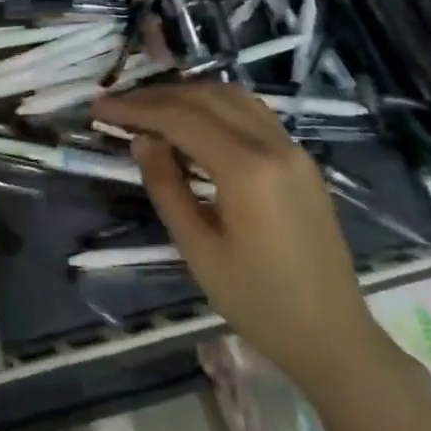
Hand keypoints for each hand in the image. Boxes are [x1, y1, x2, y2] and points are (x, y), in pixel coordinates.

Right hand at [92, 83, 393, 394]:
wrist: (332, 336)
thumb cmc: (258, 302)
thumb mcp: (197, 249)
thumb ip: (166, 186)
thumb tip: (141, 139)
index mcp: (247, 170)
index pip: (180, 119)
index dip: (135, 108)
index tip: (98, 108)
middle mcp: (274, 145)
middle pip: (205, 98)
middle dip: (155, 96)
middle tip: (116, 106)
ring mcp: (293, 149)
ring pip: (232, 97)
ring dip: (186, 95)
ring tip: (148, 108)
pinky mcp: (301, 160)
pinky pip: (252, 112)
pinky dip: (214, 105)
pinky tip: (191, 120)